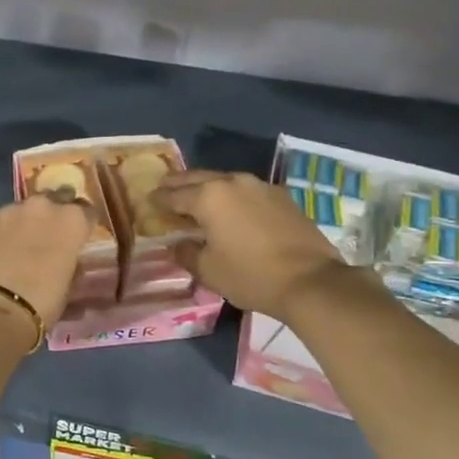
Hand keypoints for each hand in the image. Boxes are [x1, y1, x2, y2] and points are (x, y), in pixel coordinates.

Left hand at [0, 192, 91, 328]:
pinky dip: (4, 231)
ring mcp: (11, 210)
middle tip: (50, 237)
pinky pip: (1, 220)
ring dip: (27, 222)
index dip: (83, 225)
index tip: (79, 237)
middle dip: (54, 215)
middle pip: (55, 200)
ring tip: (21, 244)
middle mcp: (44, 206)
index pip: (87, 211)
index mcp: (72, 220)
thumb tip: (69, 261)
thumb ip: (72, 265)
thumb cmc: (42, 301)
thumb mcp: (69, 286)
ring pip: (25, 209)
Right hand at [152, 170, 359, 321]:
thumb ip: (186, 253)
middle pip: (197, 178)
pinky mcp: (281, 197)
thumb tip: (176, 244)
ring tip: (196, 197)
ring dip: (206, 186)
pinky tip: (230, 207)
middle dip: (178, 184)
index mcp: (208, 197)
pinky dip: (231, 195)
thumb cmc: (251, 275)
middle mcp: (232, 182)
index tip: (148, 201)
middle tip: (164, 189)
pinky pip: (246, 190)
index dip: (158, 199)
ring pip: (224, 180)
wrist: (310, 281)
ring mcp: (260, 186)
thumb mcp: (208, 270)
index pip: (174, 195)